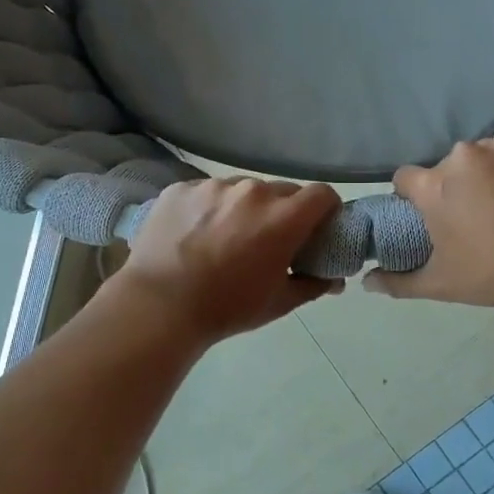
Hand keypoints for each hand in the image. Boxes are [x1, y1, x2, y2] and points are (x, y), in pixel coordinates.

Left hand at [112, 178, 342, 342]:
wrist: (159, 305)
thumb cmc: (227, 308)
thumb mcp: (278, 302)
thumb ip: (313, 285)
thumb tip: (334, 280)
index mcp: (283, 218)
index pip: (321, 194)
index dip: (326, 209)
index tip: (318, 227)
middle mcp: (252, 191)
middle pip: (282, 191)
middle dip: (284, 212)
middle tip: (269, 240)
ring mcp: (213, 186)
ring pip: (242, 189)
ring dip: (244, 208)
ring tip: (225, 237)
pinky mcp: (181, 188)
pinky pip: (207, 192)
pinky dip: (209, 208)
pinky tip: (194, 234)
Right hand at [362, 134, 493, 309]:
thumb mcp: (441, 284)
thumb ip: (397, 282)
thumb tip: (366, 283)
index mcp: (434, 186)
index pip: (406, 178)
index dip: (413, 196)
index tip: (430, 214)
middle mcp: (463, 156)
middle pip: (449, 167)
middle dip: (458, 186)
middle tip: (480, 215)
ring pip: (487, 154)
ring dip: (492, 172)